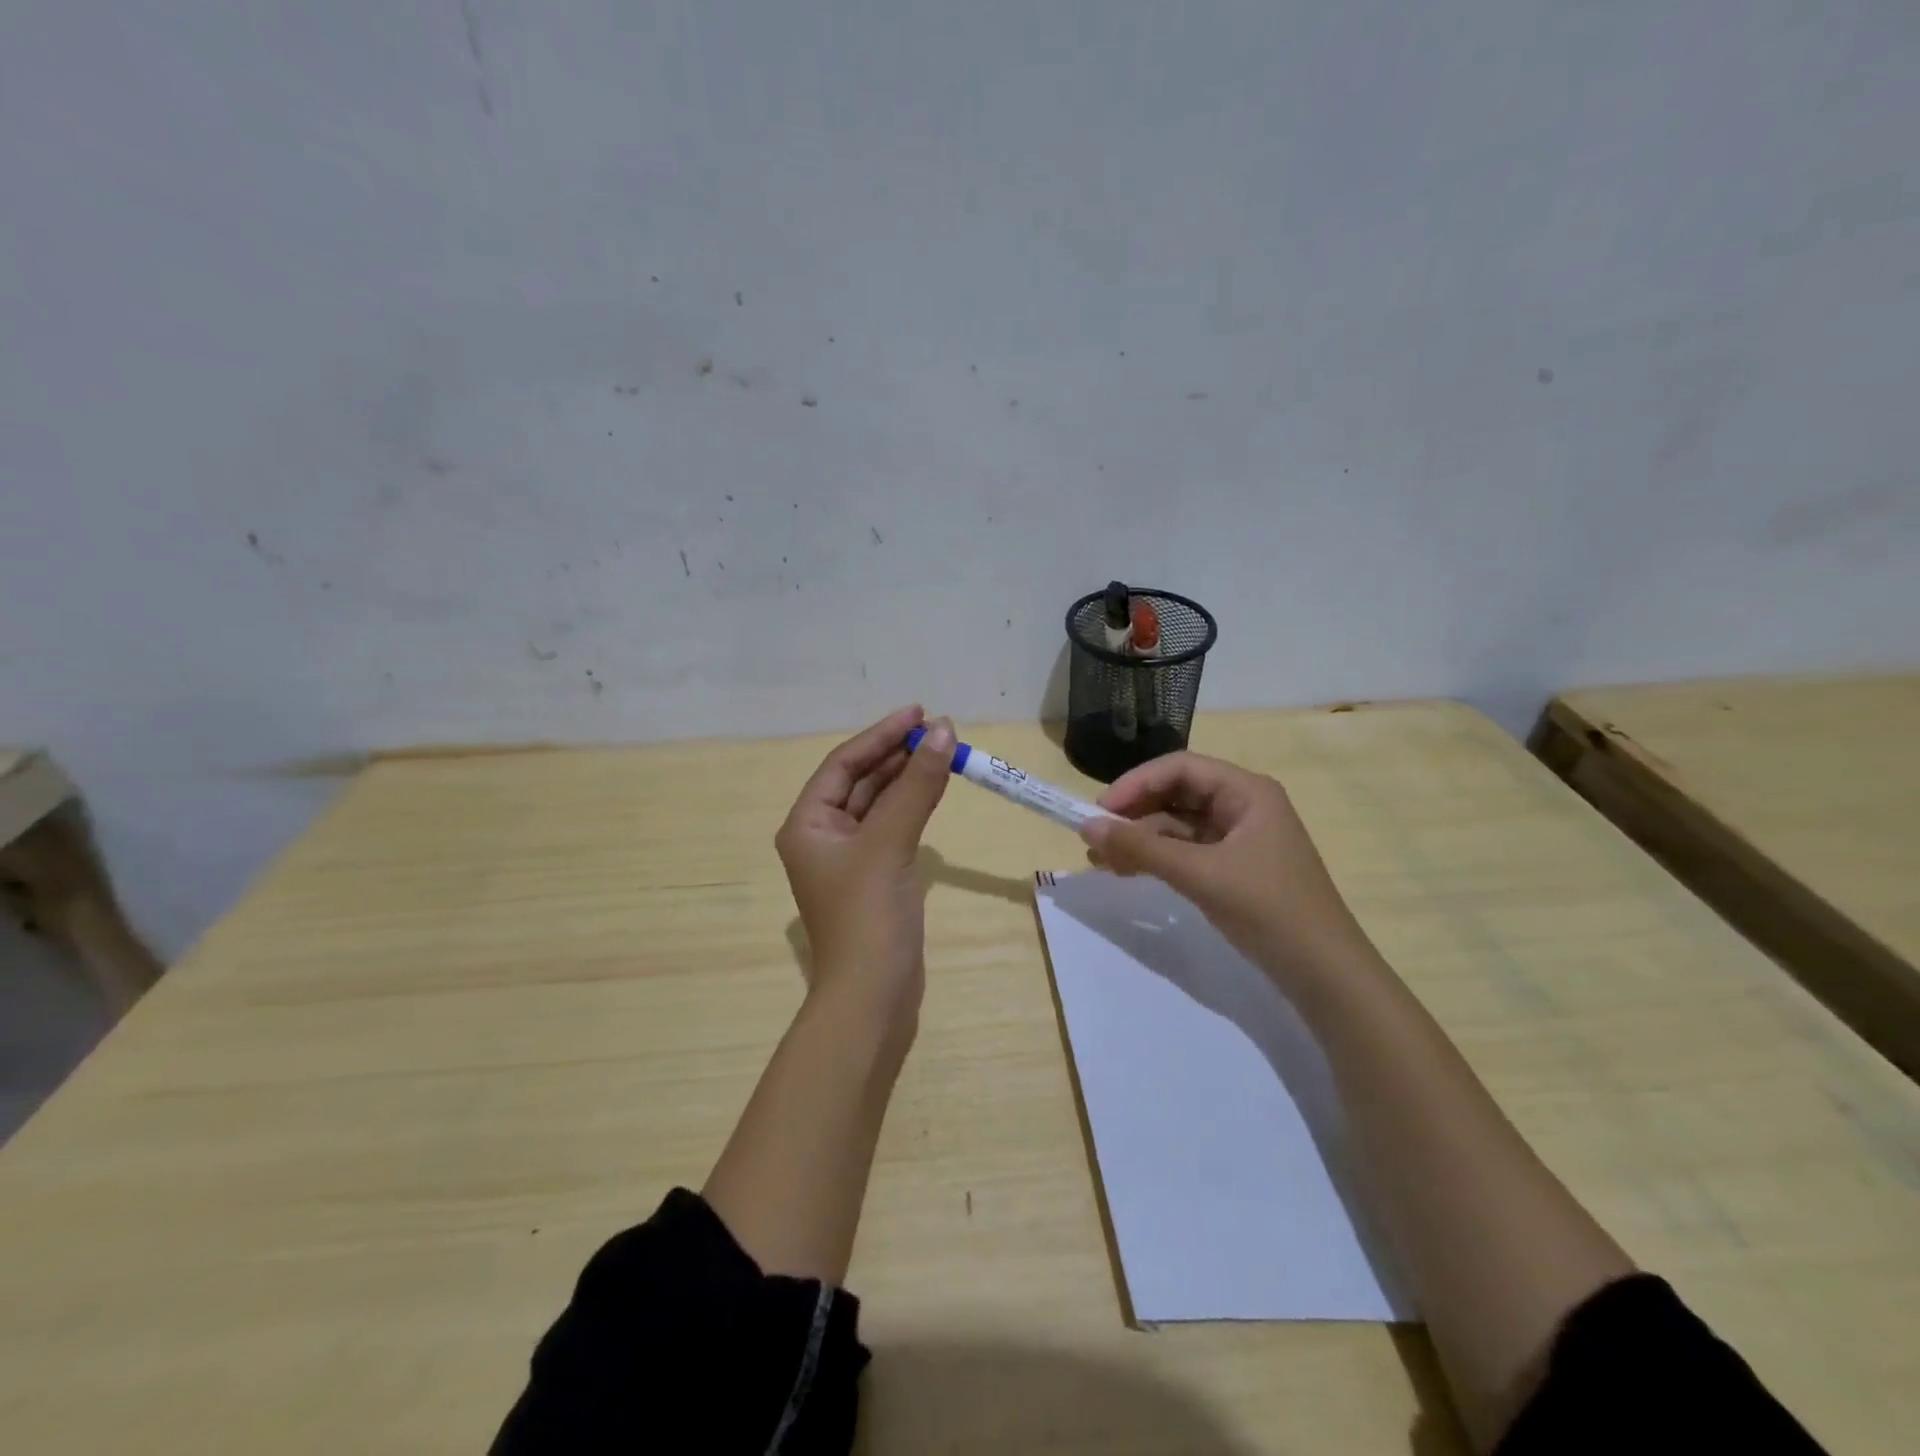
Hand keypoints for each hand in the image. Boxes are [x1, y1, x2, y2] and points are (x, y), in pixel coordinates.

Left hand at [775, 706, 955, 1026]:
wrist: (874, 995)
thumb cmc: (868, 914)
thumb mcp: (890, 842)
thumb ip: (916, 785)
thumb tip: (942, 731)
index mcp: (808, 824)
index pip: (843, 764)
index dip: (880, 735)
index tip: (918, 712)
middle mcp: (823, 835)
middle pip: (861, 780)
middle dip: (897, 754)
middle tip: (938, 730)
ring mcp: (850, 858)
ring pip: (880, 803)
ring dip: (908, 777)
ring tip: (943, 750)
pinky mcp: (876, 876)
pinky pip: (894, 827)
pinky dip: (914, 806)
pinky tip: (936, 788)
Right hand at [1079, 752, 1372, 981]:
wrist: (1324, 974)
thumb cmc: (1268, 908)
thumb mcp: (1200, 874)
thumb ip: (1141, 848)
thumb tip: (1087, 827)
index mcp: (1246, 791)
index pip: (1179, 768)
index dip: (1136, 783)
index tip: (1100, 810)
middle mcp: (1243, 805)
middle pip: (1176, 793)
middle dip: (1134, 813)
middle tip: (1095, 838)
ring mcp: (1239, 838)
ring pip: (1177, 825)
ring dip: (1140, 839)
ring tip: (1101, 861)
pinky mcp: (1233, 868)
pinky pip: (1186, 851)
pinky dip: (1157, 858)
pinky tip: (1128, 871)